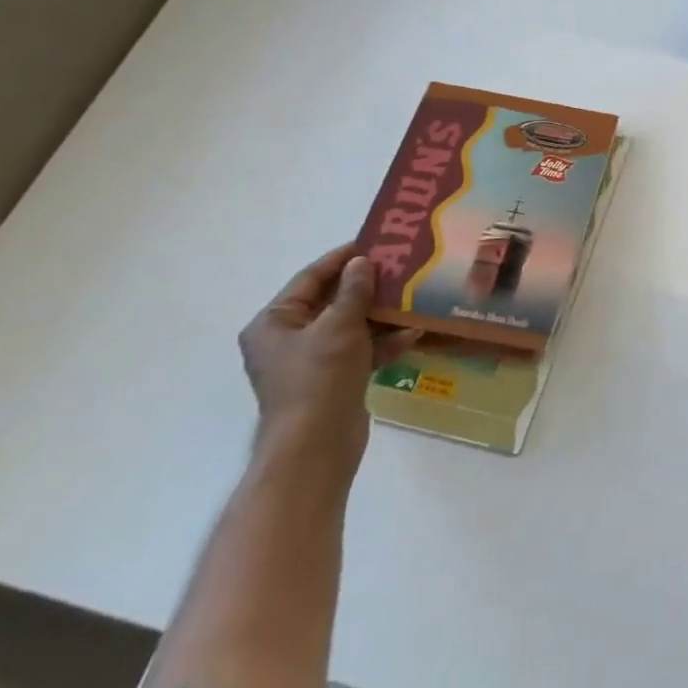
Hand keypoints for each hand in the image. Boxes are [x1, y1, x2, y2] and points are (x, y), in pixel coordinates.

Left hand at [238, 245, 418, 469]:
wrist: (317, 444)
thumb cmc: (319, 377)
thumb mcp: (339, 326)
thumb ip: (354, 291)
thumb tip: (362, 262)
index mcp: (274, 323)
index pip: (310, 279)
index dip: (341, 259)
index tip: (374, 243)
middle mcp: (288, 340)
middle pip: (332, 302)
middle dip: (367, 287)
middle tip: (401, 267)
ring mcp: (311, 362)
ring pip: (350, 326)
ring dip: (380, 314)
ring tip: (413, 296)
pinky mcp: (334, 380)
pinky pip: (360, 351)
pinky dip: (383, 342)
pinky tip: (413, 333)